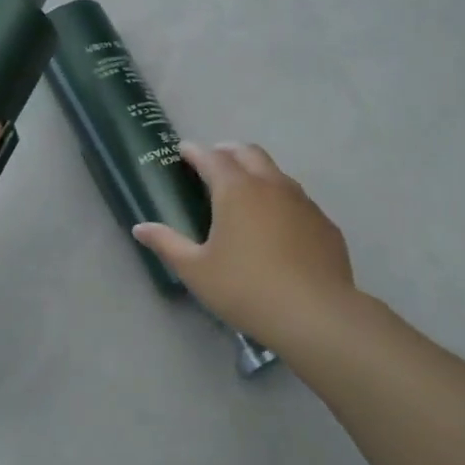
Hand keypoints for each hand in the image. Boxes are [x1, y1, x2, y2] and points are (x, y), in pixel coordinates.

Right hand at [133, 143, 360, 348]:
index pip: (211, 157)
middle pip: (249, 153)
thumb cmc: (245, 289)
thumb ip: (167, 244)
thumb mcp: (196, 270)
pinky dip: (280, 199)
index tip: (183, 150)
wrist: (315, 314)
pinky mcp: (324, 223)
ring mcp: (303, 202)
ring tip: (244, 191)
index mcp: (236, 190)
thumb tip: (140, 228)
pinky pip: (298, 200)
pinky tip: (276, 225)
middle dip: (228, 152)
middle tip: (213, 162)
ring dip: (256, 172)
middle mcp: (271, 185)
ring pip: (277, 173)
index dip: (195, 151)